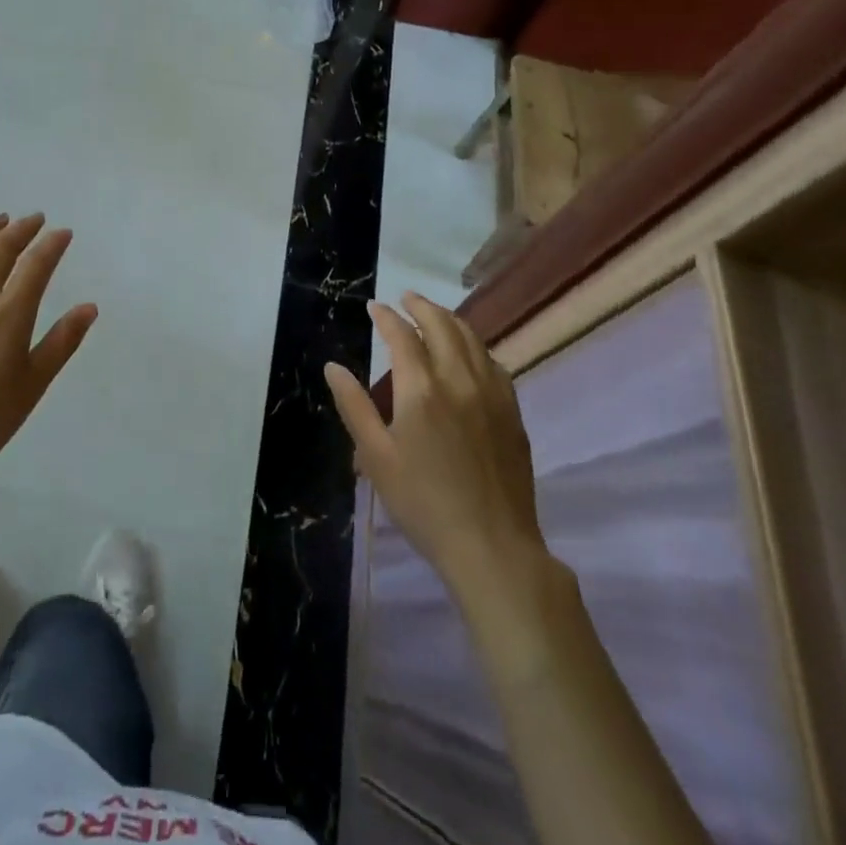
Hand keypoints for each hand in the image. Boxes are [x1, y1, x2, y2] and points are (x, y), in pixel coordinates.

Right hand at [325, 294, 544, 596]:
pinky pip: (494, 363)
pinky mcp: (512, 413)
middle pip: (443, 326)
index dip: (386, 317)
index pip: (402, 336)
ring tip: (434, 315)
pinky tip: (470, 353)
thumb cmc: (423, 503)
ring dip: (450, 320)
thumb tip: (333, 366)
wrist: (492, 547)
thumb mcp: (376, 457)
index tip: (374, 307)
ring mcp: (493, 395)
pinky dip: (475, 345)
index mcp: (422, 389)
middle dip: (421, 306)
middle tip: (406, 297)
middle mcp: (460, 380)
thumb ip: (354, 406)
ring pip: (473, 340)